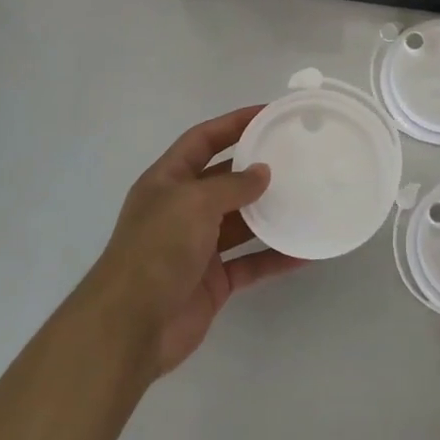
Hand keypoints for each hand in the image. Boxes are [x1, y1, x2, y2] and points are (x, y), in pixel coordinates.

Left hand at [80, 106, 303, 380]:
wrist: (131, 326)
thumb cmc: (157, 250)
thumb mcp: (193, 203)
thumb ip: (231, 185)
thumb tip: (262, 172)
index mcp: (167, 181)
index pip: (202, 140)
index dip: (233, 123)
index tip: (268, 113)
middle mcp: (182, 209)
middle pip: (225, 180)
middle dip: (257, 169)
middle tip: (298, 157)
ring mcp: (198, 247)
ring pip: (242, 222)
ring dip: (271, 212)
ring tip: (309, 198)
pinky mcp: (214, 280)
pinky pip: (251, 261)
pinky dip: (276, 256)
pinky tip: (306, 250)